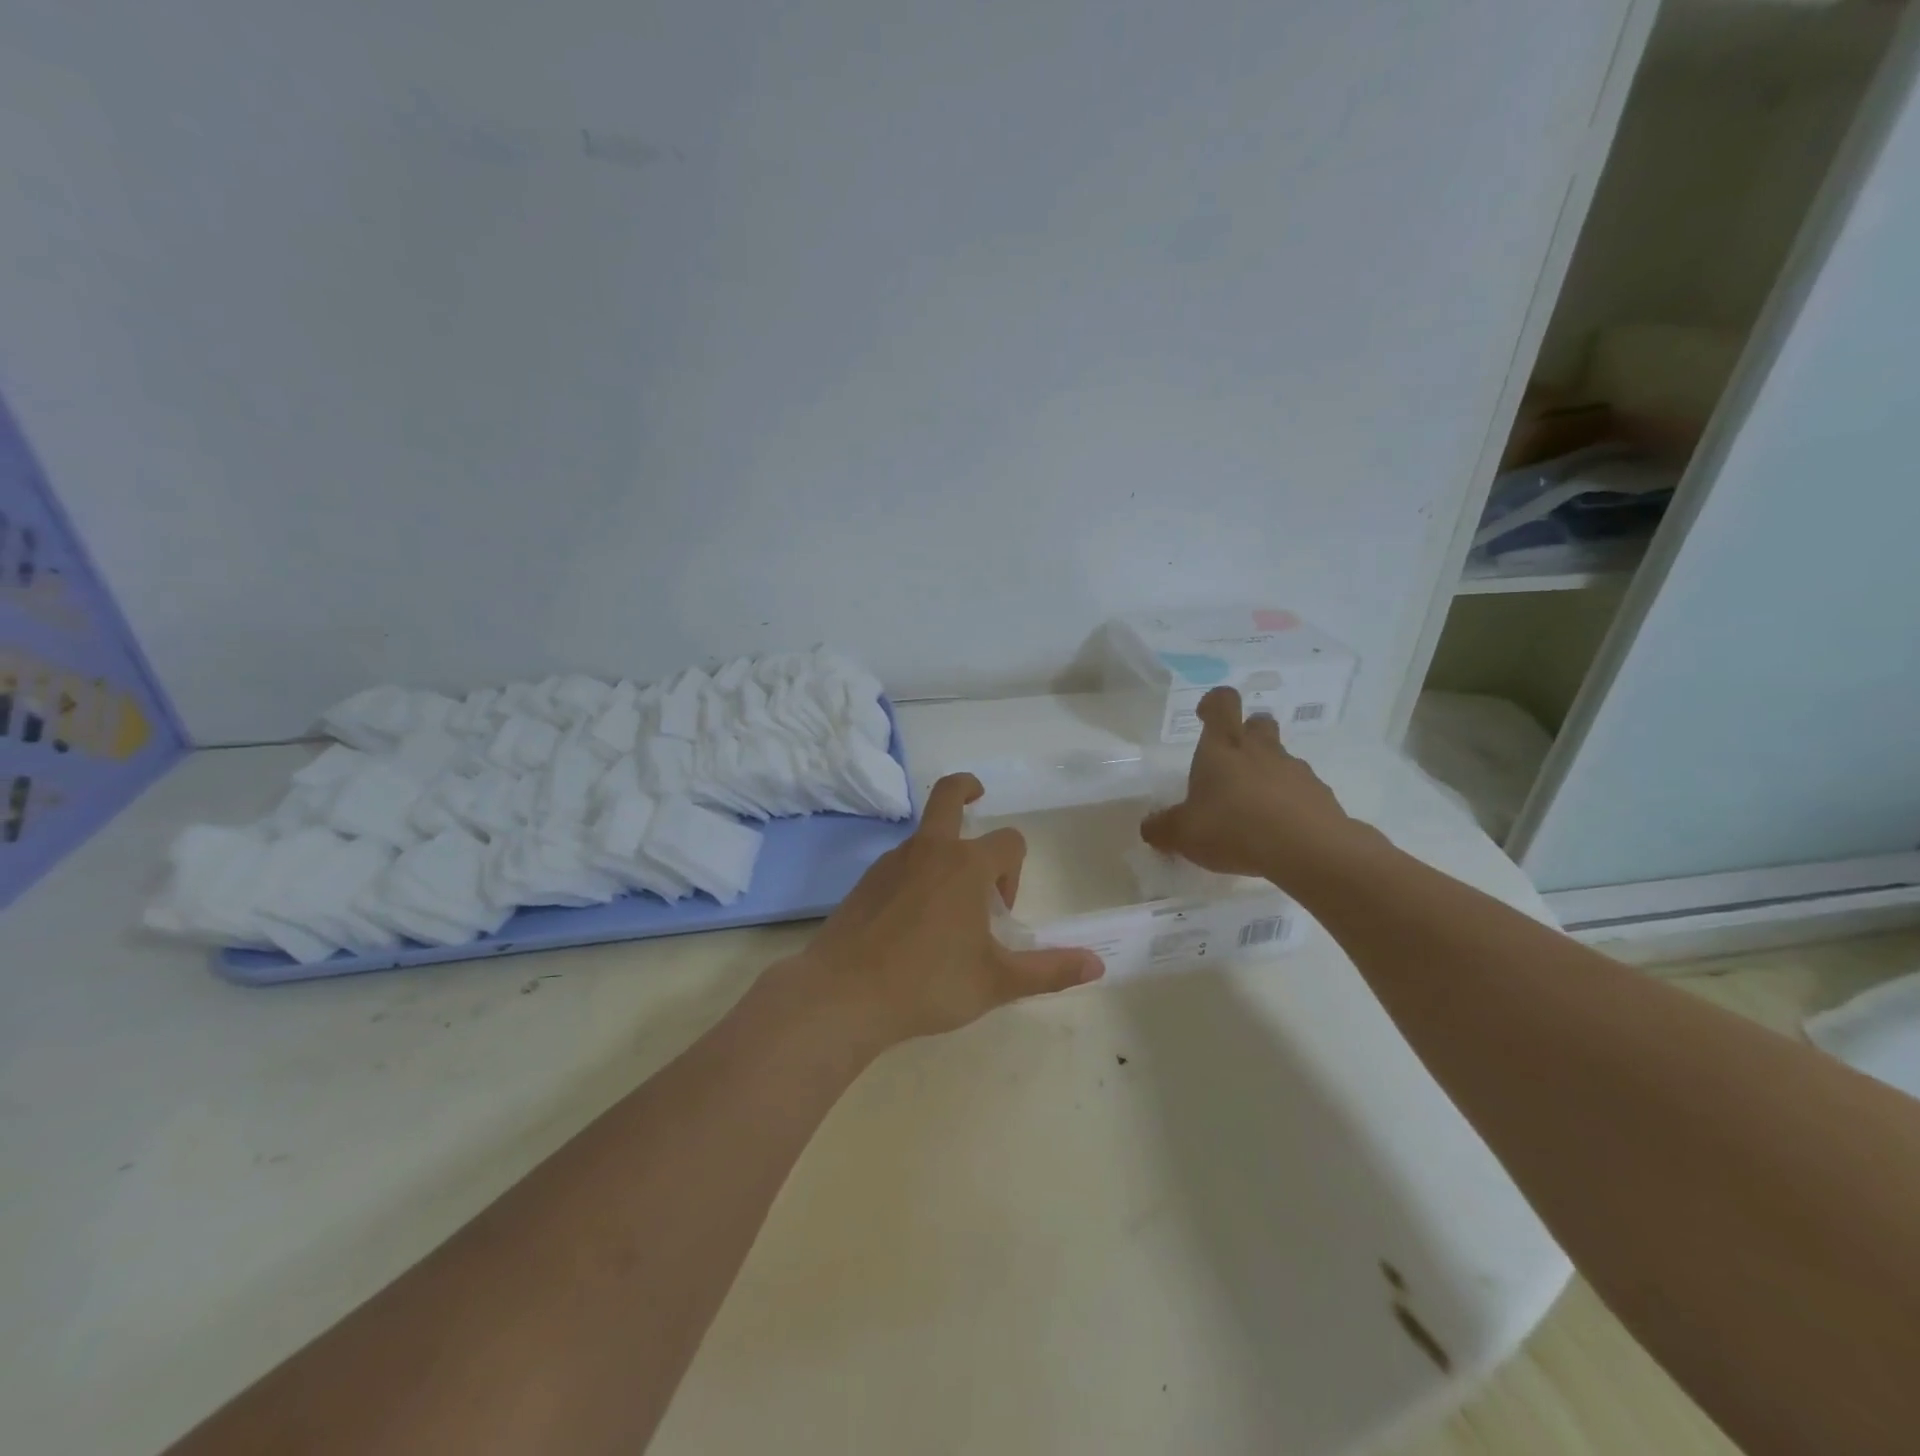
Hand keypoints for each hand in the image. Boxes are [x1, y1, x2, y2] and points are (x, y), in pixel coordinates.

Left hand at [781, 774, 1104, 1050]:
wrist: (843, 996)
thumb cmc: (928, 983)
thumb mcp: (996, 981)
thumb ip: (1048, 971)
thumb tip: (1097, 964)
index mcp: (966, 865)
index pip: (1008, 843)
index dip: (1014, 872)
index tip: (1001, 912)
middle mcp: (929, 851)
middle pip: (949, 795)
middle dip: (968, 788)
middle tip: (979, 795)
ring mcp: (891, 862)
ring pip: (925, 837)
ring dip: (944, 851)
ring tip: (948, 904)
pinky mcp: (865, 881)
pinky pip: (901, 863)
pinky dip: (916, 874)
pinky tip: (912, 920)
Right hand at [1140, 686, 1359, 883]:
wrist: (1308, 850)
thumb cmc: (1233, 828)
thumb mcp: (1183, 834)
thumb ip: (1162, 828)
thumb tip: (1150, 827)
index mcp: (1222, 748)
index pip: (1222, 702)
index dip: (1213, 703)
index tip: (1204, 716)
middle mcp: (1260, 750)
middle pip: (1258, 722)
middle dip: (1246, 733)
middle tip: (1231, 763)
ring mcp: (1295, 770)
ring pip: (1281, 757)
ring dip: (1267, 772)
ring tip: (1253, 808)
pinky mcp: (1320, 795)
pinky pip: (1301, 789)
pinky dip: (1289, 801)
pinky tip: (1278, 830)